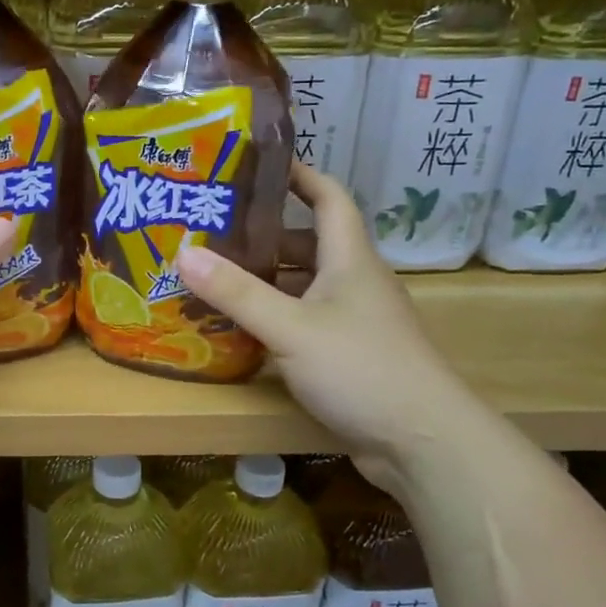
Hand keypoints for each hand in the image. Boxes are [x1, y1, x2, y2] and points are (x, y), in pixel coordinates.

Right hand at [175, 162, 475, 470]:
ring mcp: (356, 320)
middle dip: (265, 235)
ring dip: (267, 280)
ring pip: (306, 285)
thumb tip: (183, 252)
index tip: (260, 164)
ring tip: (217, 277)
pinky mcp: (351, 354)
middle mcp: (356, 282)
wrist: (423, 443)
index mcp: (350, 259)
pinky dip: (276, 317)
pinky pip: (307, 321)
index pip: (329, 198)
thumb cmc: (360, 368)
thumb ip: (237, 292)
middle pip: (310, 244)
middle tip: (214, 231)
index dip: (300, 175)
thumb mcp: (291, 327)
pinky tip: (242, 329)